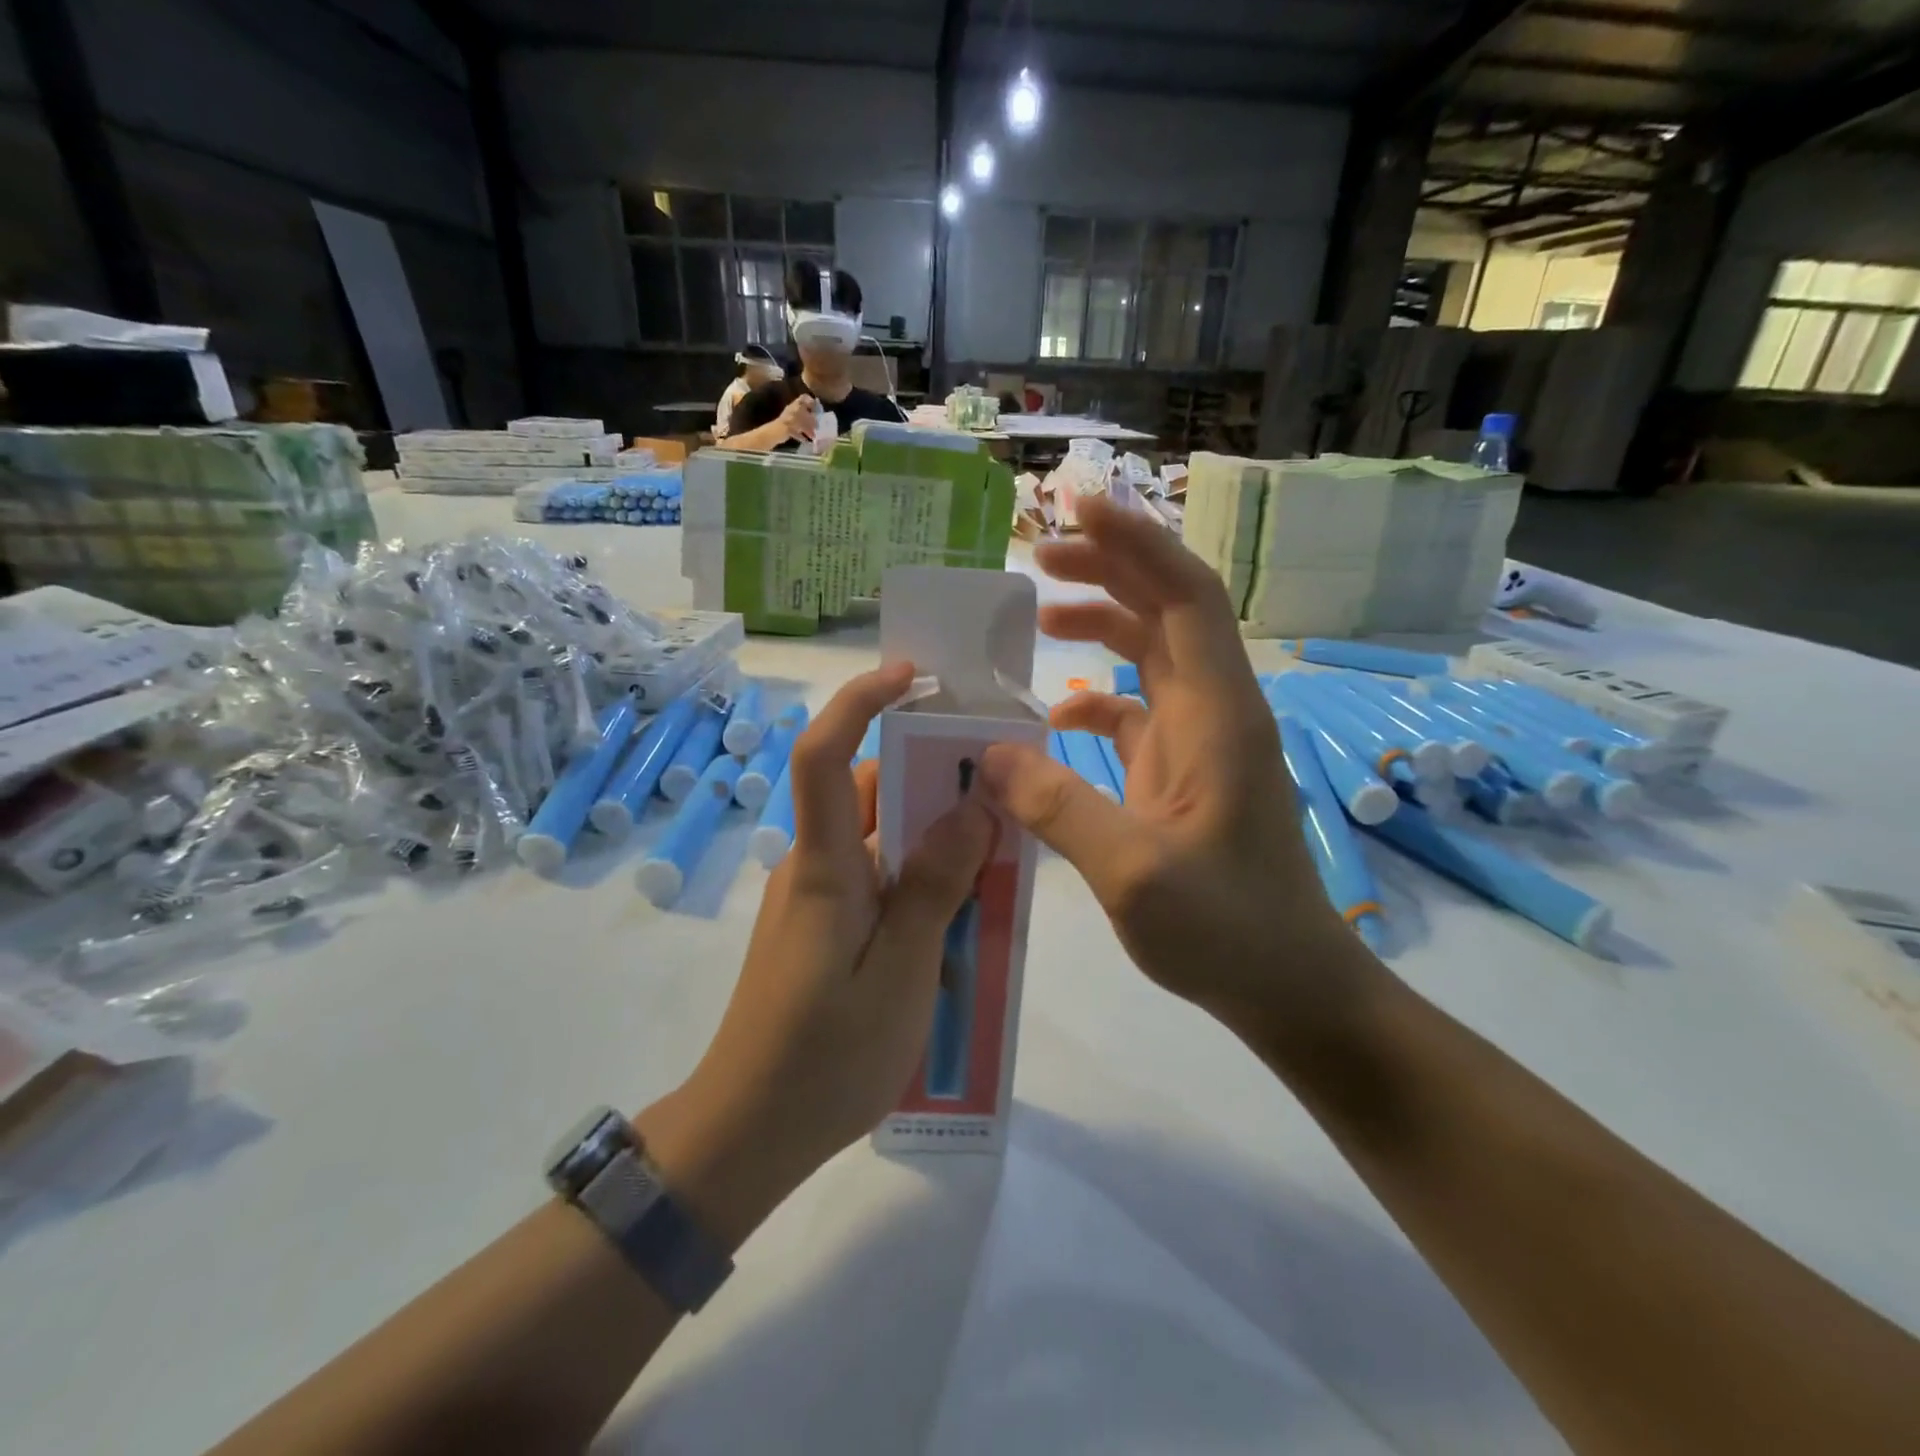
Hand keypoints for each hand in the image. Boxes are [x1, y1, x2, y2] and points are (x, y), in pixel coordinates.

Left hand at [644, 663, 991, 1241]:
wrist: (751, 1130)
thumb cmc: (826, 1056)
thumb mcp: (901, 971)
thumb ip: (935, 885)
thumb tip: (972, 807)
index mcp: (825, 867)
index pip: (825, 756)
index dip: (860, 704)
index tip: (910, 676)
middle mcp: (816, 867)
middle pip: (867, 790)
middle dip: (928, 770)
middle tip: (997, 777)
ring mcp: (818, 898)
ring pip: (880, 836)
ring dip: (932, 829)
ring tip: (997, 846)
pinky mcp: (826, 927)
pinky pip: (879, 877)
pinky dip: (921, 871)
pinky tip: (964, 907)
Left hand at [777, 392, 817, 442]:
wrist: (778, 431)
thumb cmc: (792, 422)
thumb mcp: (805, 419)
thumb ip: (812, 419)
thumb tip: (817, 422)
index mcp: (796, 405)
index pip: (805, 398)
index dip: (812, 402)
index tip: (818, 409)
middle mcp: (793, 410)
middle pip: (804, 412)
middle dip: (811, 419)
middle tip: (817, 425)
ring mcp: (790, 419)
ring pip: (801, 422)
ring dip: (807, 428)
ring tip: (813, 435)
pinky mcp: (787, 428)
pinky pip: (796, 430)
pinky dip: (801, 435)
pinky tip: (806, 440)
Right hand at [980, 494, 1376, 1040]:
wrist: (1291, 986)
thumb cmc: (1228, 931)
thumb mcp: (1133, 874)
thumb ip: (1057, 806)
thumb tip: (986, 753)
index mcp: (1218, 715)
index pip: (1185, 597)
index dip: (1137, 545)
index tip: (1079, 510)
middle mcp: (1215, 712)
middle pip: (1167, 611)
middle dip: (1109, 571)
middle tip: (1040, 557)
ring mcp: (1201, 742)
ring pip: (1151, 655)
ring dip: (1101, 626)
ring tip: (1038, 617)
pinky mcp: (1184, 772)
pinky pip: (1137, 710)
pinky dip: (1095, 698)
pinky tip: (1054, 716)